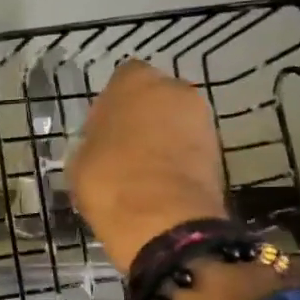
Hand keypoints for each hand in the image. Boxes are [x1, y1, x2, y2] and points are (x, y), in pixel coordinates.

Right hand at [68, 60, 227, 271]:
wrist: (164, 220)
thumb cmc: (110, 179)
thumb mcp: (80, 160)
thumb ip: (94, 140)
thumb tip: (101, 144)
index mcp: (135, 81)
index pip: (123, 79)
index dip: (112, 104)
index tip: (102, 129)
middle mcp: (175, 89)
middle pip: (156, 97)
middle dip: (143, 117)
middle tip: (125, 148)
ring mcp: (202, 119)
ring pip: (177, 122)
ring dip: (164, 138)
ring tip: (144, 170)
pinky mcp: (219, 151)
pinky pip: (191, 148)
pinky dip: (180, 160)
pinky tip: (163, 183)